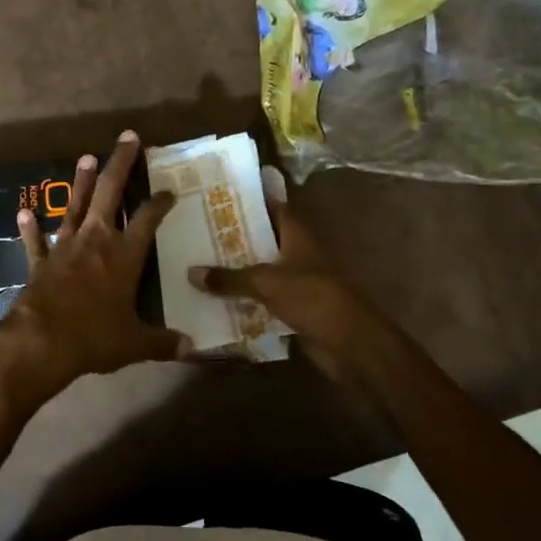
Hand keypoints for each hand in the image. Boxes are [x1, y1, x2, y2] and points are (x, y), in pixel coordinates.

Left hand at [0, 132, 188, 396]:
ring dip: (81, 182)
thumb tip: (191, 348)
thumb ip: (162, 342)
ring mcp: (65, 247)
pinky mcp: (40, 261)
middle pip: (110, 192)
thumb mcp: (135, 343)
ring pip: (75, 206)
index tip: (169, 190)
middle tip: (128, 137)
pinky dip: (30, 228)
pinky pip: (35, 241)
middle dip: (120, 163)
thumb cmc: (95, 338)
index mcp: (124, 255)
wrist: (42, 342)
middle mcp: (95, 241)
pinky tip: (24, 212)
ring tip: (86, 157)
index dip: (160, 202)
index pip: (148, 218)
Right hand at [187, 168, 393, 384]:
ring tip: (200, 262)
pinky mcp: (294, 307)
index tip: (218, 198)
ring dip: (237, 270)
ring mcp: (297, 281)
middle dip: (234, 237)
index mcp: (297, 235)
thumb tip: (191, 272)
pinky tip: (216, 298)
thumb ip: (229, 278)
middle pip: (263, 239)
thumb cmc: (312, 297)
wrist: (348, 343)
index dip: (249, 201)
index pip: (273, 207)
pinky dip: (245, 298)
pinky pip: (263, 298)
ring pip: (261, 270)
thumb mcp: (266, 282)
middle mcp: (297, 253)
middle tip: (198, 231)